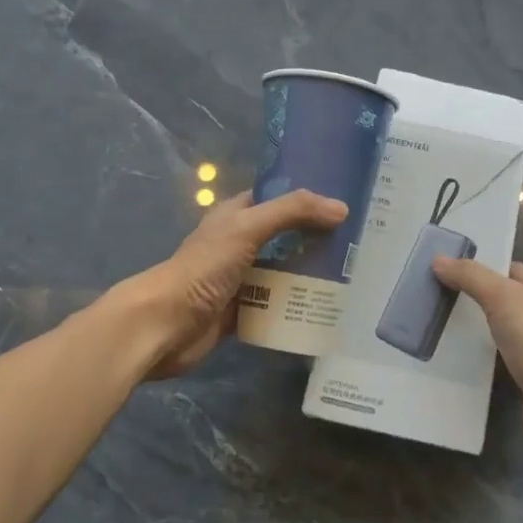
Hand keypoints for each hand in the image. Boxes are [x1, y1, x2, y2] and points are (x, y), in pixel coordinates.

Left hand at [128, 189, 346, 378]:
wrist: (165, 325)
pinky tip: (326, 307)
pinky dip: (296, 306)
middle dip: (316, 238)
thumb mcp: (247, 228)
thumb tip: (341, 208)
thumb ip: (292, 213)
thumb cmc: (203, 268)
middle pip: (285, 236)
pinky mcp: (242, 312)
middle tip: (357, 242)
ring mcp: (240, 279)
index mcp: (235, 215)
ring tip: (352, 275)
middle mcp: (239, 243)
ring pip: (283, 271)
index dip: (306, 197)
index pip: (276, 197)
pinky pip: (276, 305)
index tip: (344, 202)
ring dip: (310, 274)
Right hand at [432, 259, 522, 468]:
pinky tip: (454, 359)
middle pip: (501, 298)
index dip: (476, 267)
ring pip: (498, 329)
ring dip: (473, 330)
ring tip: (435, 326)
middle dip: (470, 297)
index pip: (506, 268)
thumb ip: (471, 276)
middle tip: (432, 298)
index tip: (441, 270)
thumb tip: (438, 259)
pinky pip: (499, 358)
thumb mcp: (503, 298)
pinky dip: (480, 357)